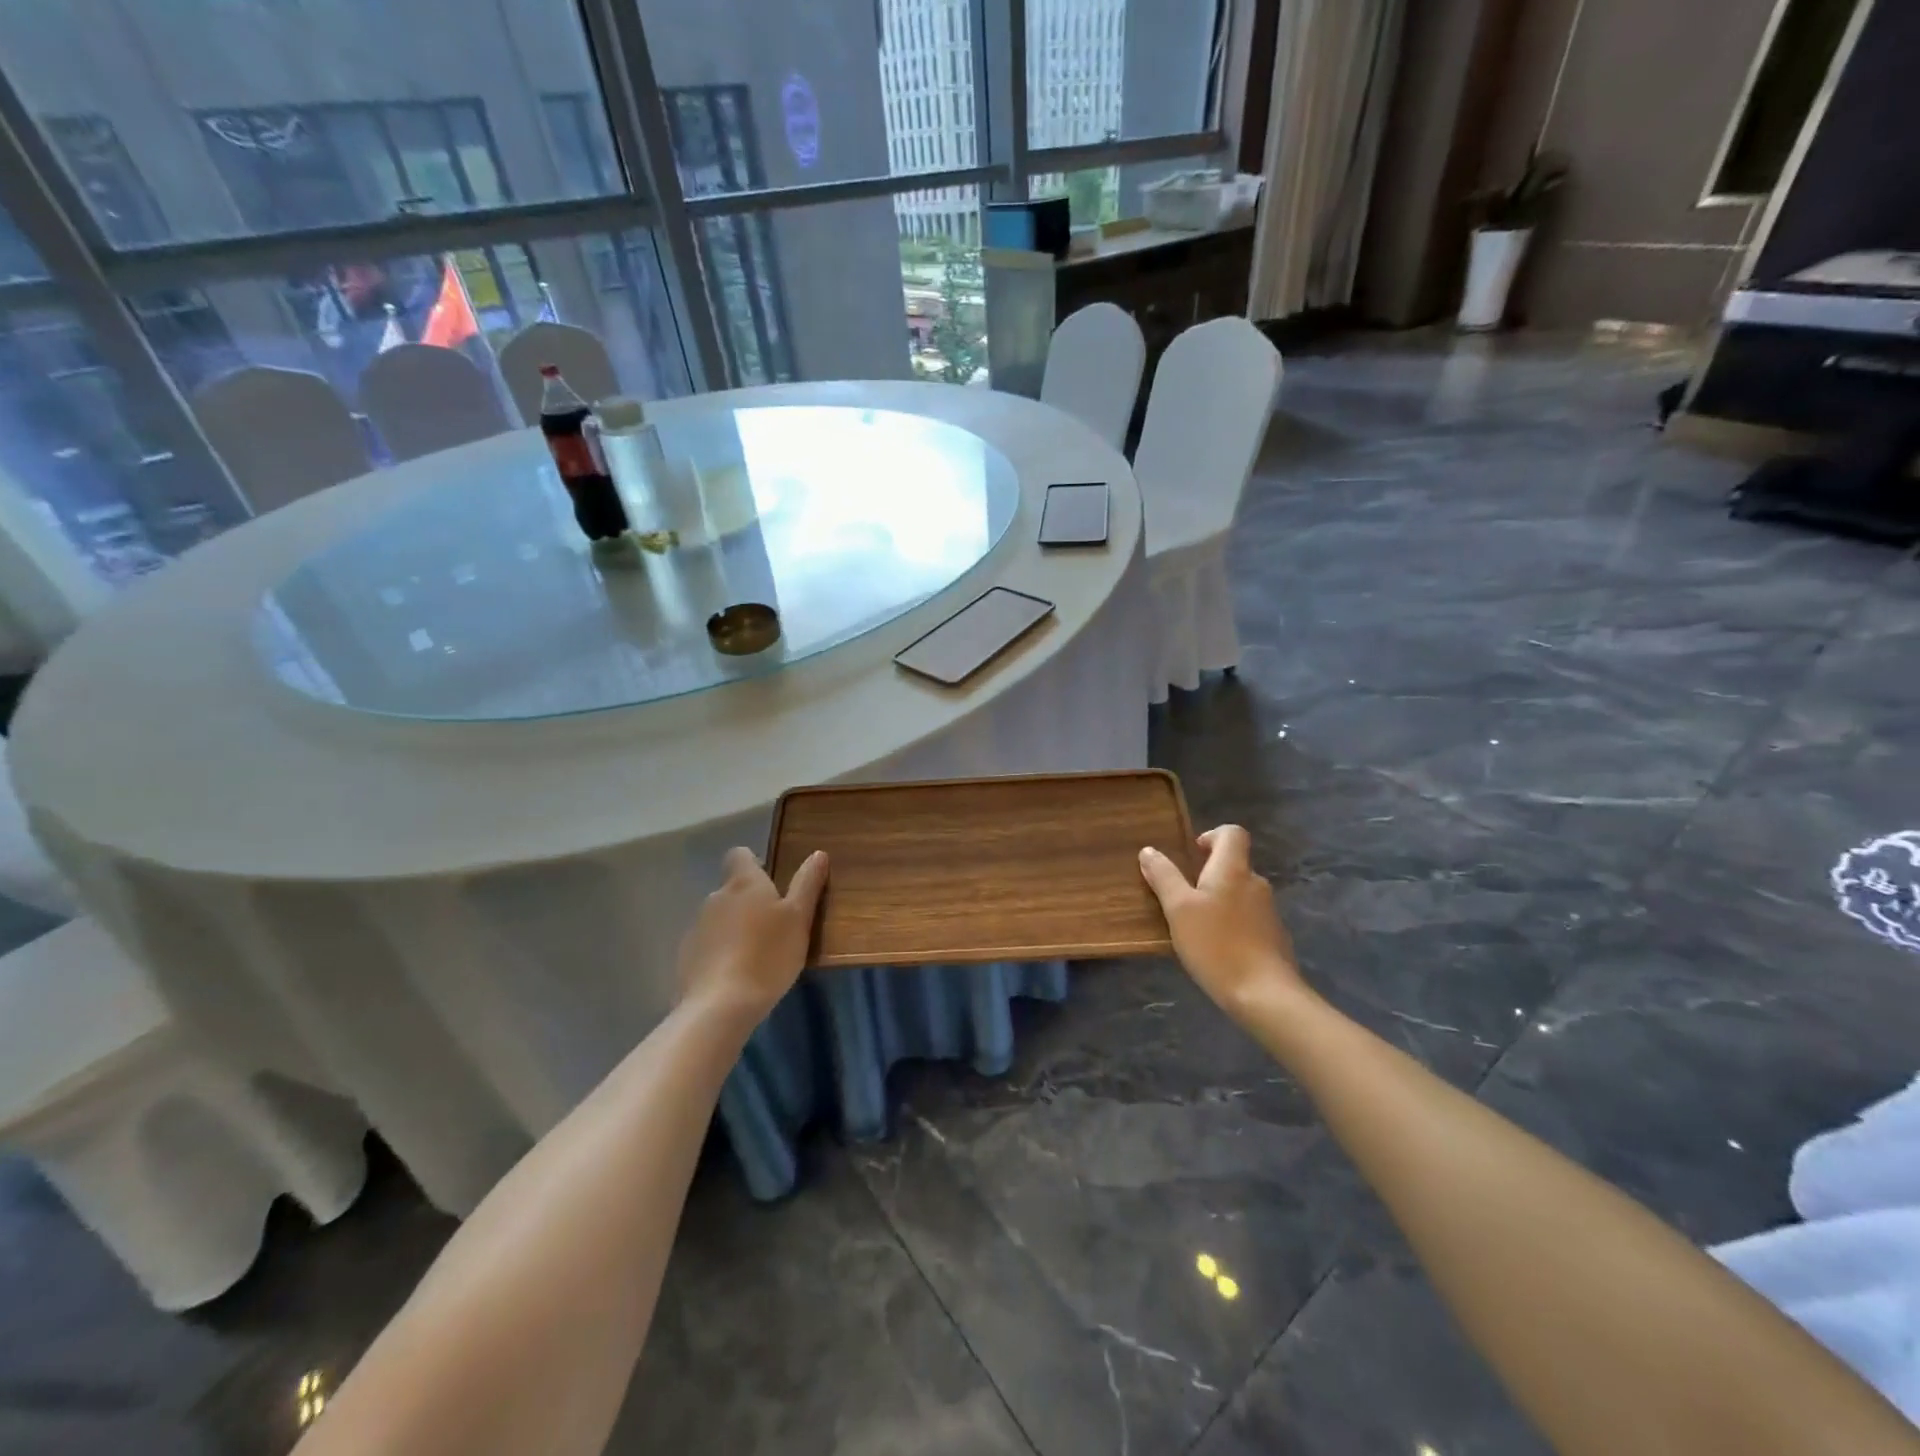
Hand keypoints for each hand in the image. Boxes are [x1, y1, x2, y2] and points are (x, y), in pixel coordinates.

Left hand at [676, 848, 827, 1024]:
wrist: (721, 1005)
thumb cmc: (768, 955)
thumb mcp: (799, 919)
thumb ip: (807, 884)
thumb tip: (818, 853)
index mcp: (744, 883)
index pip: (740, 854)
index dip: (754, 863)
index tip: (772, 882)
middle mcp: (716, 897)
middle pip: (732, 889)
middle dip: (749, 901)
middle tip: (774, 926)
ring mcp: (697, 927)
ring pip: (719, 918)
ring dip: (734, 928)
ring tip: (756, 955)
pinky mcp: (686, 956)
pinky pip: (707, 945)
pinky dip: (720, 952)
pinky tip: (735, 975)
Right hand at [1140, 825, 1304, 1014]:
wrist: (1265, 994)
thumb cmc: (1216, 944)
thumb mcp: (1179, 909)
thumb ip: (1164, 877)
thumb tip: (1149, 851)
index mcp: (1233, 869)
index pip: (1232, 833)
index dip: (1212, 835)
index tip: (1192, 854)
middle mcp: (1255, 883)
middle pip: (1234, 864)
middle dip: (1208, 874)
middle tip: (1182, 896)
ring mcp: (1268, 911)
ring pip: (1239, 893)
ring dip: (1218, 900)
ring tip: (1194, 926)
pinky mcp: (1273, 937)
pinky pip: (1247, 917)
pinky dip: (1230, 923)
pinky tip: (1215, 948)